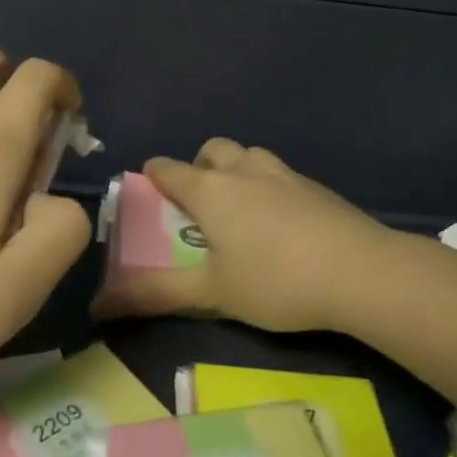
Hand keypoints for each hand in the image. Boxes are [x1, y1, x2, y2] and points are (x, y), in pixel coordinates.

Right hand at [97, 139, 397, 331]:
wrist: (360, 270)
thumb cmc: (275, 280)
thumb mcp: (212, 293)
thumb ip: (155, 296)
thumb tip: (96, 306)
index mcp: (211, 190)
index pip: (169, 169)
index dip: (154, 176)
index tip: (149, 190)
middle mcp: (244, 170)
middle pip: (212, 150)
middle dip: (200, 168)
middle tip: (201, 204)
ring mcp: (283, 173)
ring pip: (249, 156)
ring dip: (237, 172)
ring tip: (241, 211)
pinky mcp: (315, 186)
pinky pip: (279, 174)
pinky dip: (268, 187)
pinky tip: (282, 223)